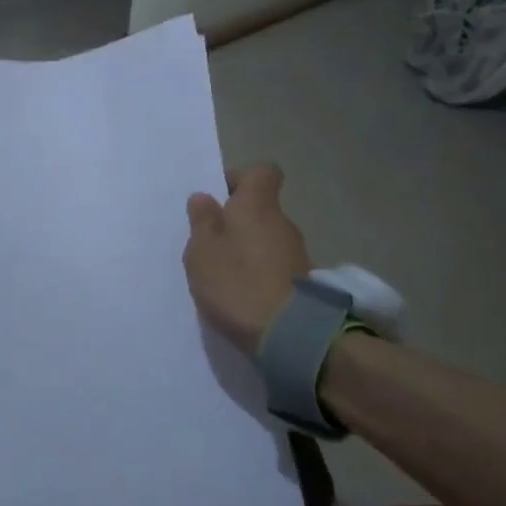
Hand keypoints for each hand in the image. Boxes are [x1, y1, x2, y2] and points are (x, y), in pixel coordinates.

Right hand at [183, 163, 309, 353]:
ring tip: (222, 273)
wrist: (289, 334)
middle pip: (261, 208)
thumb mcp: (203, 251)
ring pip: (266, 237)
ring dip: (246, 248)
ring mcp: (296, 252)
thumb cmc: (236, 282)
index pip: (261, 172)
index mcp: (257, 205)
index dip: (239, 179)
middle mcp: (282, 222)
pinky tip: (241, 293)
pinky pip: (274, 264)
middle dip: (236, 220)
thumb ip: (202, 221)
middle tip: (209, 242)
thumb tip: (204, 197)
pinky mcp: (302, 281)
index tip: (218, 198)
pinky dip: (258, 271)